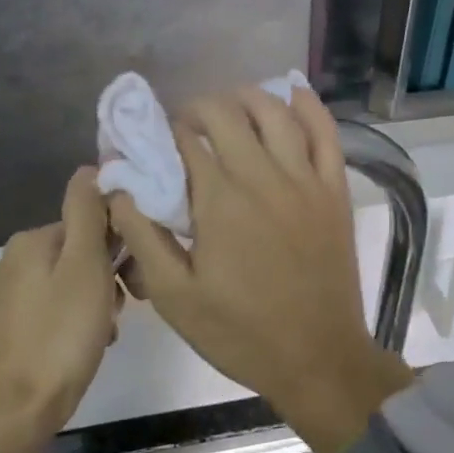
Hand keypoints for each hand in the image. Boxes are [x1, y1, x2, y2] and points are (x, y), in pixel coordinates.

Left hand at [0, 167, 119, 452]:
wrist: (16, 411)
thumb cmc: (60, 336)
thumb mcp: (85, 267)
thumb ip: (87, 213)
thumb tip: (90, 167)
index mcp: (31, 240)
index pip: (89, 222)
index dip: (118, 246)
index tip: (133, 277)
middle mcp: (14, 261)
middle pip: (81, 255)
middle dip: (109, 279)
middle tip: (121, 310)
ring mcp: (10, 297)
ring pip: (73, 286)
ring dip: (98, 305)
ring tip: (105, 334)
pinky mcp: (13, 329)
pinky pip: (58, 312)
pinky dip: (79, 325)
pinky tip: (88, 347)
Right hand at [108, 86, 412, 452]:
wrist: (318, 359)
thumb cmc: (240, 334)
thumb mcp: (174, 297)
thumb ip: (142, 236)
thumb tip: (118, 188)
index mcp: (220, 201)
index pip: (186, 140)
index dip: (164, 132)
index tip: (153, 142)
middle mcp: (263, 177)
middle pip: (227, 114)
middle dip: (198, 110)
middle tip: (185, 127)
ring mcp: (305, 181)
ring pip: (276, 112)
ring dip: (246, 98)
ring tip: (227, 106)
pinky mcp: (334, 192)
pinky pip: (326, 134)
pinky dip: (308, 107)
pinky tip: (292, 93)